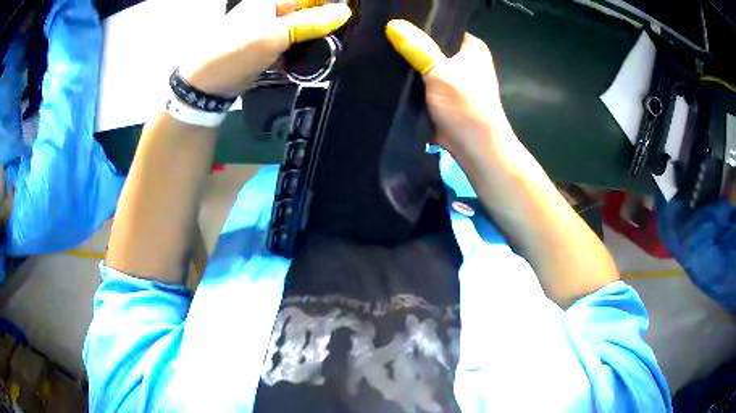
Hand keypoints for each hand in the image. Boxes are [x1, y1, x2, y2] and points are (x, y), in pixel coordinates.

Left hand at [180, 0, 351, 96]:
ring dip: (315, 39)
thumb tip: (345, 13)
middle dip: (325, 25)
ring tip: (331, 50)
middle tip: (341, 39)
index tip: (348, 22)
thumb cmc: (233, 54)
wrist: (202, 88)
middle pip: (307, 13)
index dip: (331, 7)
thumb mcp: (272, 36)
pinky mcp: (265, 49)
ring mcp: (267, 31)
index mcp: (270, 1)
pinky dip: (302, 51)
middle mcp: (270, 12)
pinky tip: (311, 59)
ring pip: (301, 30)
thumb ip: (309, 23)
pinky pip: (291, 45)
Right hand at [385, 20, 509, 155]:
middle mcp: (464, 60)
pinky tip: (388, 78)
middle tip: (381, 43)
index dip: (418, 26)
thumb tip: (392, 24)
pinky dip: (409, 83)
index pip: (441, 27)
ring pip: (424, 65)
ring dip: (407, 66)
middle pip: (430, 46)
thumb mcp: (441, 73)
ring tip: (380, 59)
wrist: (475, 149)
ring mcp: (453, 79)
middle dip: (409, 47)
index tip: (392, 27)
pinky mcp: (443, 96)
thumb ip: (417, 48)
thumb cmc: (466, 107)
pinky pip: (421, 83)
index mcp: (471, 47)